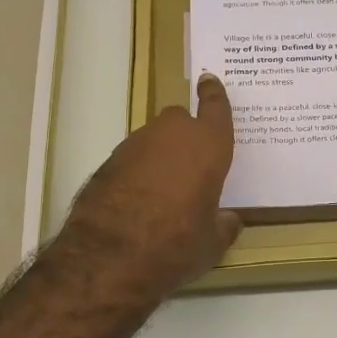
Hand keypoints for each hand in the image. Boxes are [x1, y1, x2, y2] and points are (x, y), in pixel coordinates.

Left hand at [59, 74, 241, 300]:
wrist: (108, 256)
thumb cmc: (176, 244)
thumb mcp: (212, 243)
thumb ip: (224, 224)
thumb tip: (228, 219)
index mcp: (207, 145)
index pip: (215, 108)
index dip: (214, 94)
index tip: (210, 81)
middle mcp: (172, 135)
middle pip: (181, 120)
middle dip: (187, 133)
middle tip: (193, 163)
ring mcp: (135, 145)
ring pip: (154, 139)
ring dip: (161, 155)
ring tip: (165, 190)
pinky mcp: (108, 162)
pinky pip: (133, 159)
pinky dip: (139, 171)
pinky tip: (139, 200)